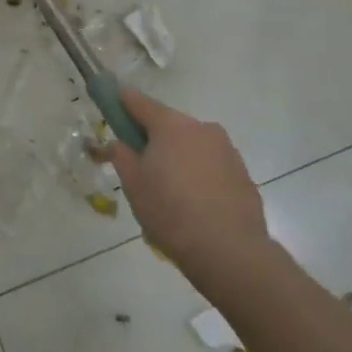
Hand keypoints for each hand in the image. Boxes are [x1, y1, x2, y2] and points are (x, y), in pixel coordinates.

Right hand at [108, 89, 267, 284]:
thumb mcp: (133, 184)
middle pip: (167, 124)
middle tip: (138, 165)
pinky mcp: (242, 172)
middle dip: (151, 137)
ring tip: (168, 192)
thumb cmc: (171, 212)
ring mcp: (225, 149)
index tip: (109, 102)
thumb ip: (121, 155)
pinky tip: (193, 203)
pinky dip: (198, 174)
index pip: (138, 101)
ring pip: (190, 144)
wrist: (229, 250)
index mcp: (170, 125)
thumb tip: (119, 143)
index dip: (120, 100)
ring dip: (176, 156)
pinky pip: (210, 164)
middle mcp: (200, 128)